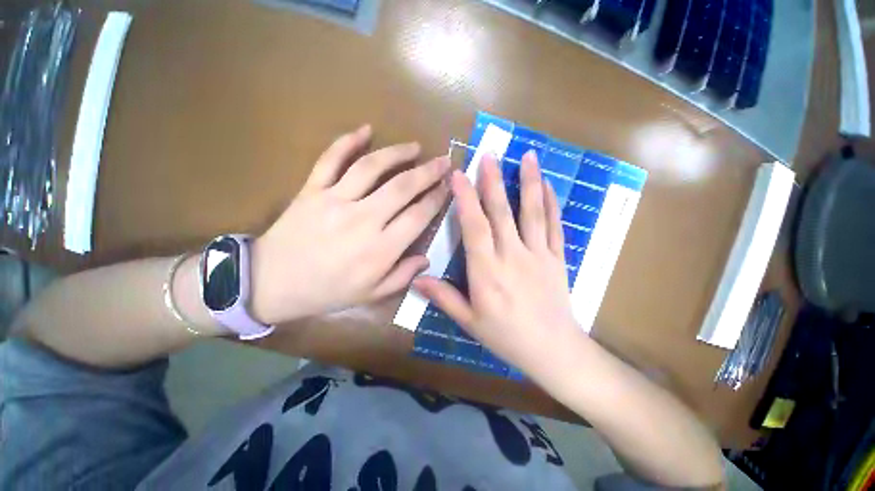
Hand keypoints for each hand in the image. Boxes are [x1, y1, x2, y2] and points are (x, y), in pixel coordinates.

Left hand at [252, 125, 449, 323]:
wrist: (270, 284)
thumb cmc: (326, 292)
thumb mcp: (371, 294)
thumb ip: (402, 276)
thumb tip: (426, 258)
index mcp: (380, 249)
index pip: (418, 216)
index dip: (437, 199)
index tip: (448, 187)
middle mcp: (363, 220)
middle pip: (403, 187)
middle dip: (428, 172)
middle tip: (443, 161)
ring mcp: (335, 201)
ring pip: (372, 167)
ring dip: (397, 153)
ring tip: (415, 146)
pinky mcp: (312, 190)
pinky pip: (331, 159)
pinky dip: (348, 141)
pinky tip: (366, 129)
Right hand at [413, 151, 583, 378]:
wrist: (553, 350)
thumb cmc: (506, 337)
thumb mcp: (469, 321)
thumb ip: (443, 297)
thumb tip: (416, 279)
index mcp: (487, 272)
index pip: (473, 227)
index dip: (465, 199)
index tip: (459, 175)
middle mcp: (512, 256)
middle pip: (501, 212)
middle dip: (493, 181)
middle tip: (488, 154)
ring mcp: (538, 255)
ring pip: (532, 213)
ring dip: (528, 182)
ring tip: (528, 155)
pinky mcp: (557, 258)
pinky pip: (555, 226)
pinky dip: (551, 204)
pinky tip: (547, 186)